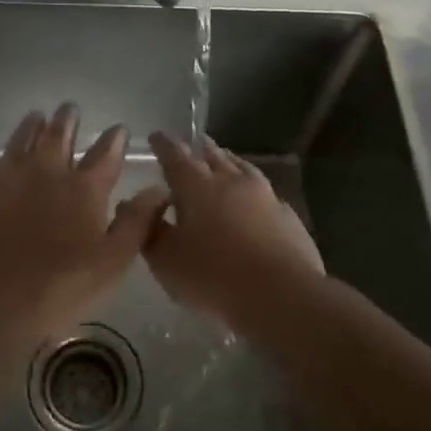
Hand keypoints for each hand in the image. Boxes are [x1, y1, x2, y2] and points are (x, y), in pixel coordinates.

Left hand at [0, 105, 168, 346]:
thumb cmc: (61, 284)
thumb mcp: (113, 261)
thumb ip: (137, 222)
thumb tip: (159, 189)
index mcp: (85, 188)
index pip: (105, 154)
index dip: (114, 139)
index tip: (118, 128)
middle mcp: (48, 171)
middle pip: (59, 135)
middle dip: (67, 119)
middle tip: (70, 107)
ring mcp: (9, 176)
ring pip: (21, 139)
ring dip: (31, 126)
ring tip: (36, 116)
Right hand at [143, 133, 324, 329]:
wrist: (281, 294)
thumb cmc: (214, 276)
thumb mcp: (167, 260)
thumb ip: (151, 231)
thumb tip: (143, 208)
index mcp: (197, 186)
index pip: (175, 156)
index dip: (163, 144)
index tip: (156, 136)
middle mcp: (231, 181)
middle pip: (212, 155)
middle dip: (198, 148)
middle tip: (191, 143)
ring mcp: (264, 195)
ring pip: (241, 168)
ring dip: (228, 161)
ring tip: (222, 159)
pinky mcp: (287, 215)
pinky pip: (265, 191)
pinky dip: (252, 188)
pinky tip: (254, 197)